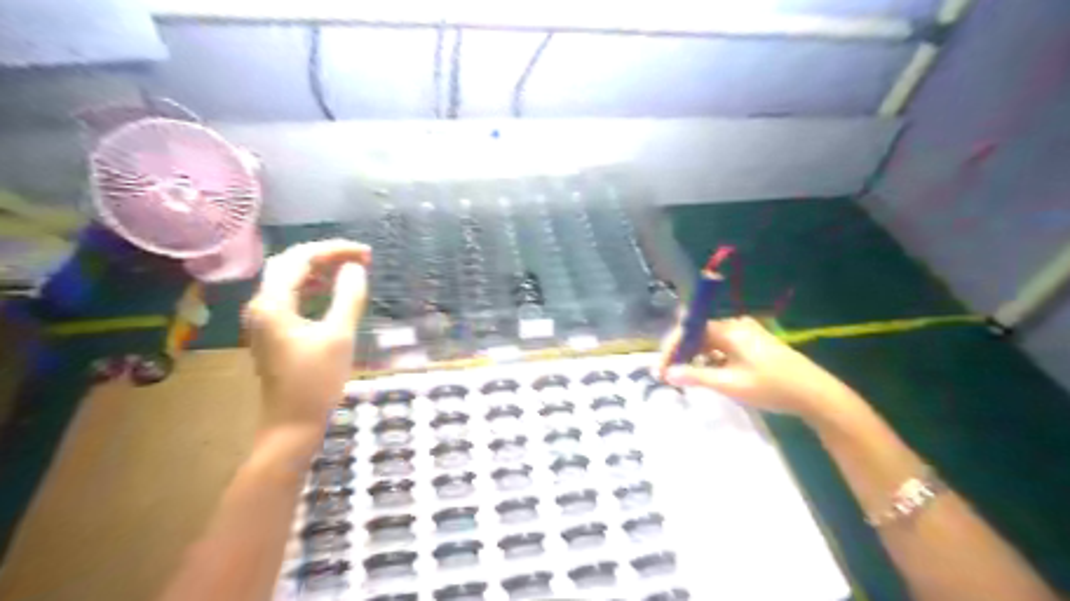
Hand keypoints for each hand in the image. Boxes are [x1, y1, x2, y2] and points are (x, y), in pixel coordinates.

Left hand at [244, 239, 372, 431]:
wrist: (292, 423)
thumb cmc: (317, 380)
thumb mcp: (339, 336)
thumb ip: (349, 297)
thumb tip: (356, 268)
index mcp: (273, 303)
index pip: (301, 259)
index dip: (334, 250)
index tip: (366, 253)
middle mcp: (262, 305)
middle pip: (290, 264)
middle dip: (325, 255)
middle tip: (360, 258)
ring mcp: (264, 319)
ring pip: (288, 278)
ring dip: (318, 269)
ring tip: (350, 268)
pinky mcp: (272, 331)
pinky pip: (290, 295)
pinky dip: (312, 286)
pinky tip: (330, 290)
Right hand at [656, 317, 863, 424]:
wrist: (816, 394)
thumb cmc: (771, 387)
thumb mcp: (730, 384)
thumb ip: (696, 377)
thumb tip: (667, 374)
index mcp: (729, 329)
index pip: (690, 330)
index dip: (672, 347)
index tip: (661, 368)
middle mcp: (736, 326)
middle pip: (699, 334)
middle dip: (682, 353)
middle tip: (669, 375)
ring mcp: (747, 334)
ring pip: (711, 342)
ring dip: (696, 358)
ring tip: (686, 378)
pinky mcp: (755, 344)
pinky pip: (724, 347)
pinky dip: (712, 359)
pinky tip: (709, 375)